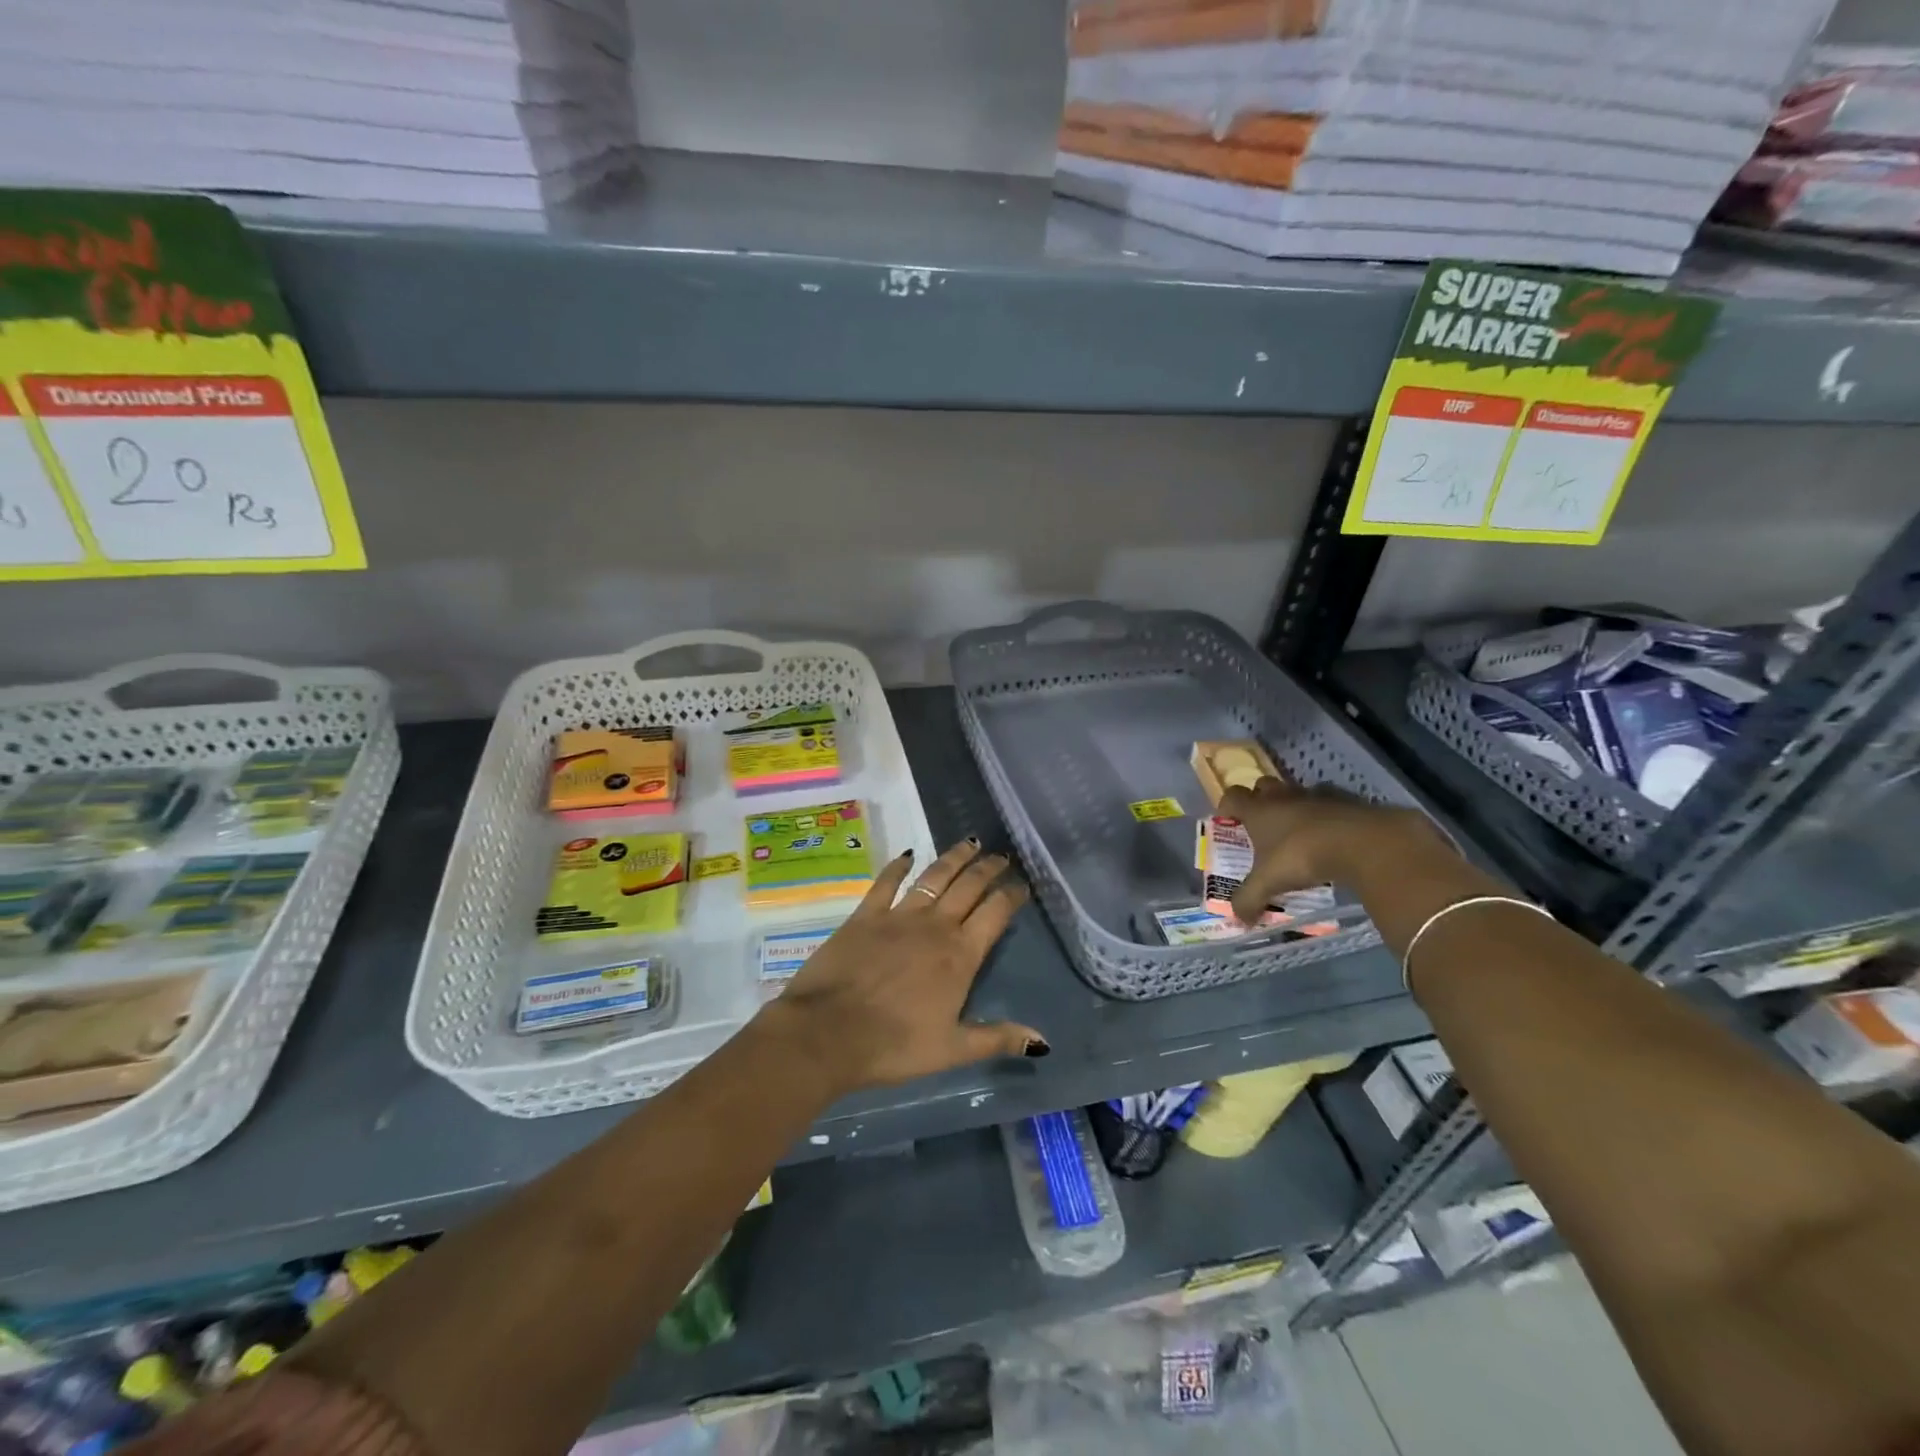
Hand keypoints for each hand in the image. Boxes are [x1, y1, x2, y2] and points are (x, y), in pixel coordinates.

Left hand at [762, 841, 1046, 1094]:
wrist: (828, 1033)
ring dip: (954, 858)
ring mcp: (899, 916)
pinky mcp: (866, 914)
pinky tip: (907, 855)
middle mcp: (935, 926)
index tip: (1022, 884)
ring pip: (934, 876)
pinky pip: (886, 882)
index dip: (1011, 896)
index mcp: (960, 955)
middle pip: (969, 886)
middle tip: (1001, 856)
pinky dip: (898, 866)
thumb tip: (1042, 1043)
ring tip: (970, 843)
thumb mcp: (952, 1050)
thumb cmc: (894, 1046)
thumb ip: (997, 1039)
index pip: (995, 914)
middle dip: (988, 868)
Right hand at [1217, 777, 1445, 925]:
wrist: (1361, 842)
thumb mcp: (1269, 882)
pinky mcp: (1346, 801)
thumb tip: (1238, 919)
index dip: (1226, 806)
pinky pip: (1329, 804)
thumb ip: (1249, 899)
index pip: (1232, 796)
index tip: (1227, 820)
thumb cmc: (1302, 855)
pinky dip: (1326, 817)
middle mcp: (1283, 797)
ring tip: (1298, 833)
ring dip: (1294, 808)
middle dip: (1260, 800)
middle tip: (1262, 824)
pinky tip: (1330, 837)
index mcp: (1259, 810)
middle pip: (1263, 786)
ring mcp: (1316, 796)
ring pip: (1297, 793)